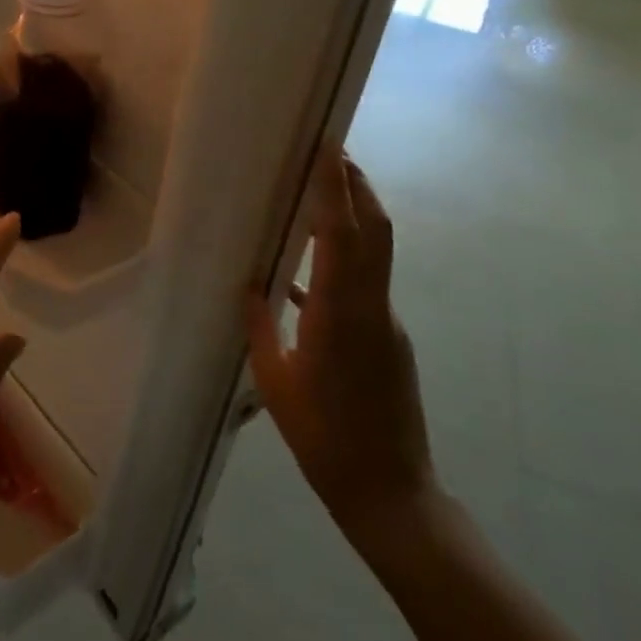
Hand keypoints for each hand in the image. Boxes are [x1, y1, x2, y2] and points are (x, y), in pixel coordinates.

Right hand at [246, 142, 437, 547]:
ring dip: (354, 215)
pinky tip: (309, 269)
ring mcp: (386, 322)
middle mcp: (371, 307)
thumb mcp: (276, 383)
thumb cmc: (324, 439)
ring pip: (375, 252)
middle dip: (357, 185)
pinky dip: (344, 259)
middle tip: (331, 150)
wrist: (390, 493)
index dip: (335, 187)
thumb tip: (250, 287)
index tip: (328, 147)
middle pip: (375, 230)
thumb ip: (262, 328)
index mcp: (339, 314)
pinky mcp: (388, 337)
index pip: (340, 234)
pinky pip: (366, 282)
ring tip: (319, 193)